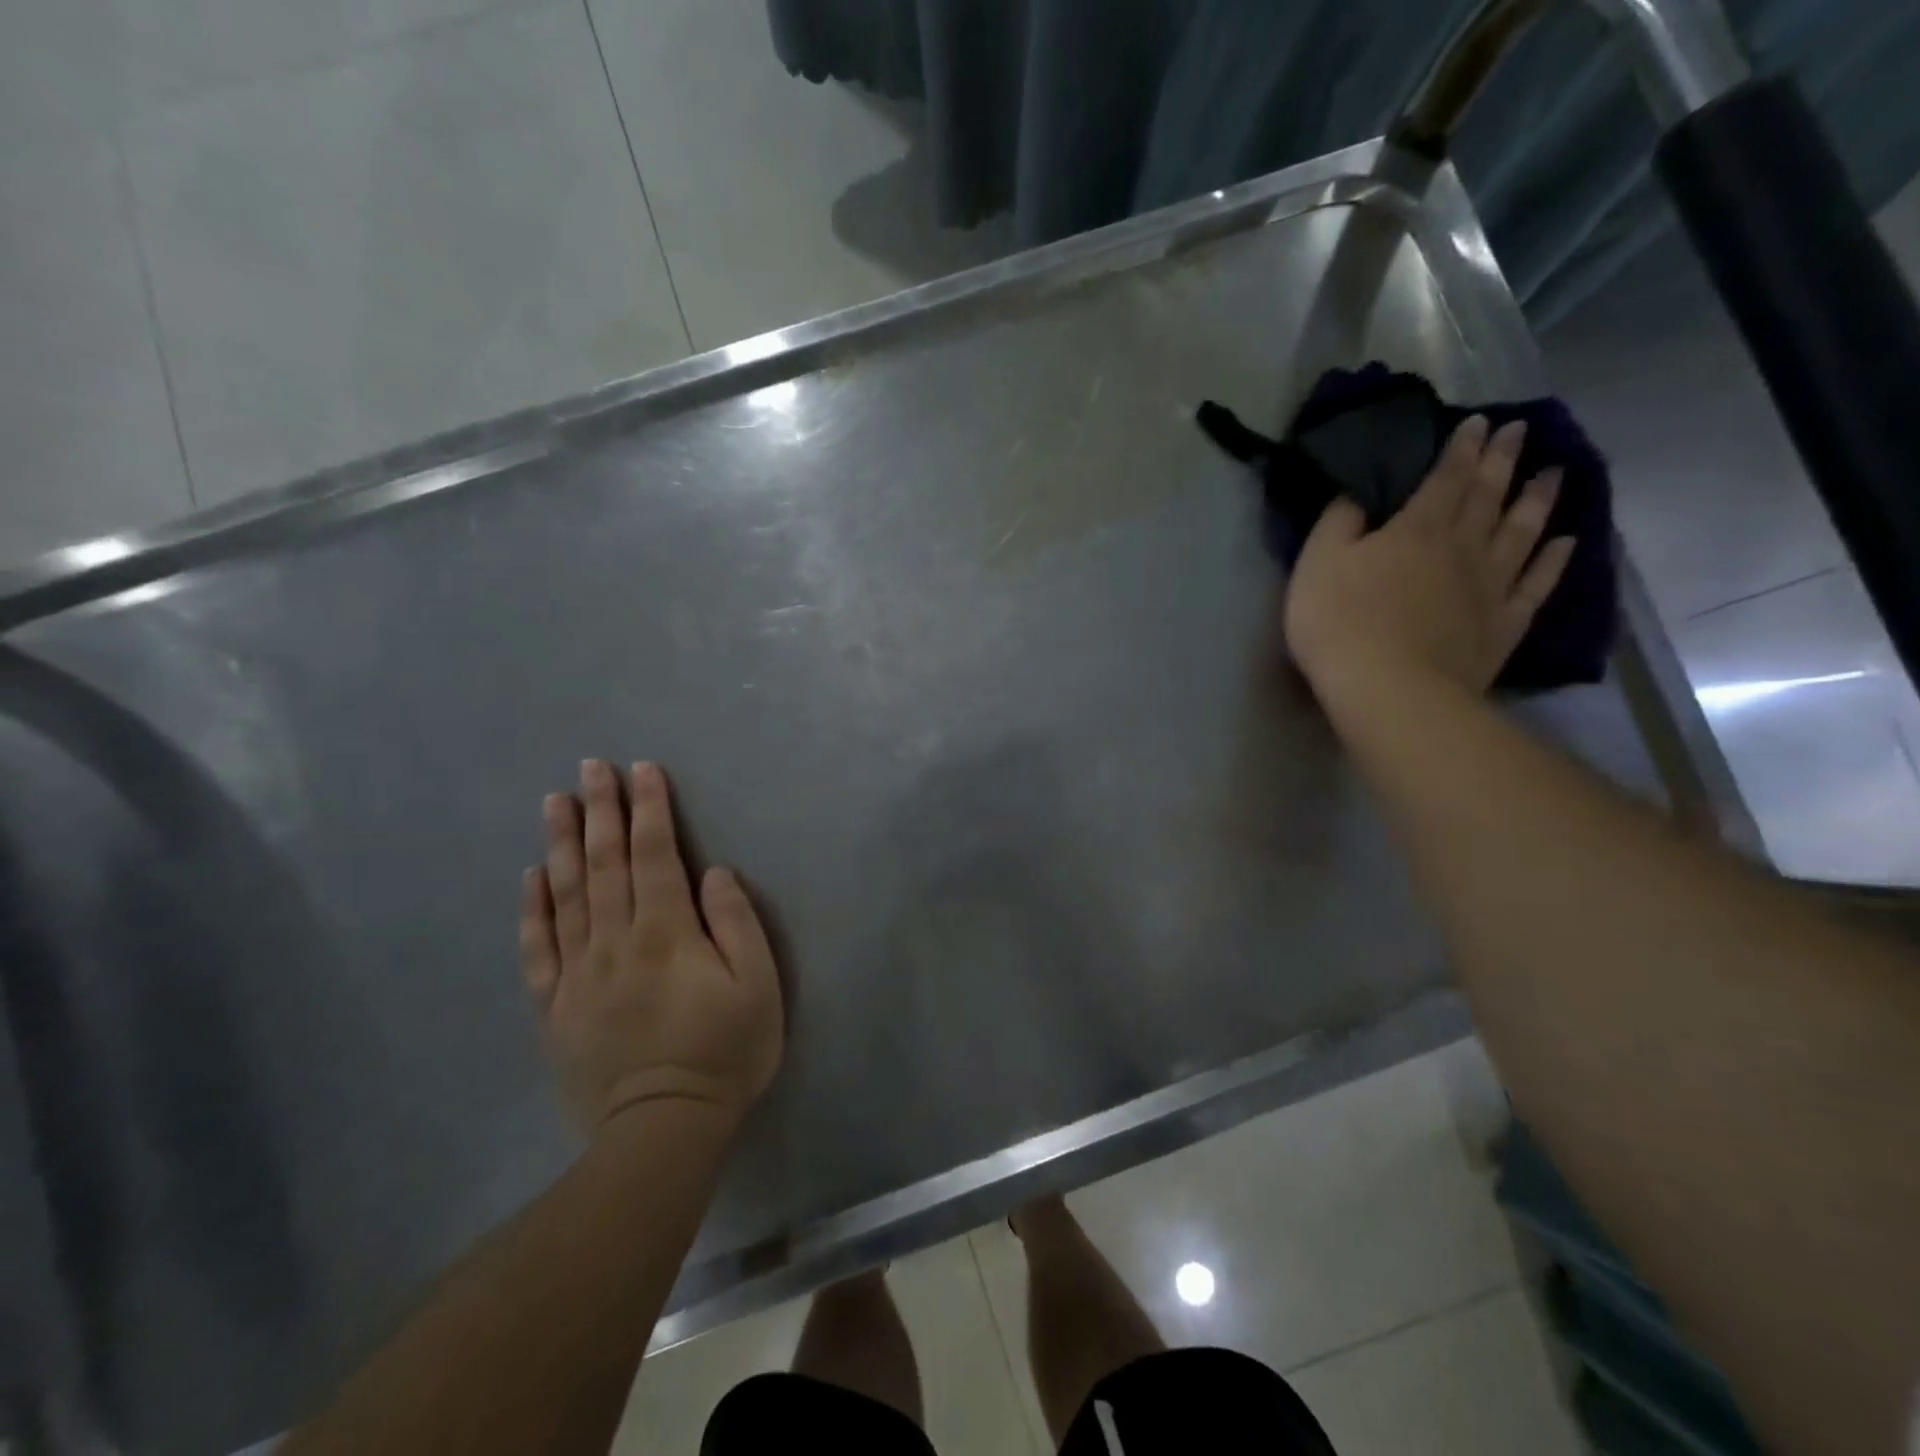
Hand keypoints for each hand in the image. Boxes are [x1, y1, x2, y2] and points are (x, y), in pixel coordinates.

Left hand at [520, 760, 783, 1136]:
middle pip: (605, 864)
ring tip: (555, 802)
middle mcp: (615, 941)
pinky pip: (539, 948)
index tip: (642, 769)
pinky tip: (530, 877)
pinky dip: (533, 908)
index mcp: (666, 933)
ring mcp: (578, 974)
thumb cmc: (724, 1052)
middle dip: (601, 810)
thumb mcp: (757, 986)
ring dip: (561, 844)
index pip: (656, 855)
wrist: (662, 1130)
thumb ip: (736, 923)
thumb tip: (712, 873)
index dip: (650, 809)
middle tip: (591, 766)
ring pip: (566, 895)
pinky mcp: (555, 1006)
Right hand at [1283, 415, 1575, 706]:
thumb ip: (1338, 523)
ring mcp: (1491, 586)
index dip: (1462, 448)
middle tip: (1521, 430)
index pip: (1445, 477)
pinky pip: (1537, 584)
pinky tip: (1567, 542)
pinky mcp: (1504, 624)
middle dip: (1503, 460)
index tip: (1480, 422)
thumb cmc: (1340, 623)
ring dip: (1538, 499)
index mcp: (1415, 528)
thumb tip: (1357, 494)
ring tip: (1554, 472)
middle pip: (1488, 495)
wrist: (1389, 689)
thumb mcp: (1318, 564)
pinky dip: (1554, 560)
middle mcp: (1463, 546)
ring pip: (1522, 531)